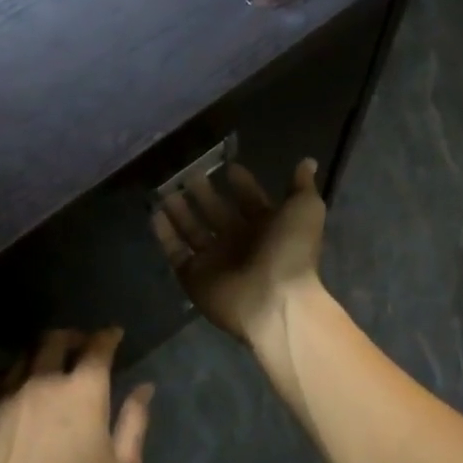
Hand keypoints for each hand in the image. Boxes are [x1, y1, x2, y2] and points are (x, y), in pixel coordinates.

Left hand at [0, 328, 153, 462]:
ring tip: (48, 360)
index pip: (96, 348)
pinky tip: (16, 387)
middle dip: (71, 335)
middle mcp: (43, 383)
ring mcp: (6, 398)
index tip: (113, 334)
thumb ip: (135, 422)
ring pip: (22, 357)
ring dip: (40, 351)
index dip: (107, 336)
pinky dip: (13, 374)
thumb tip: (144, 388)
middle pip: (54, 341)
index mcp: (82, 392)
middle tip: (80, 342)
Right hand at [152, 158, 326, 345]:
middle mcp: (240, 244)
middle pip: (218, 214)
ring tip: (168, 190)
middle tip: (189, 174)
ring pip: (194, 231)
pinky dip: (165, 235)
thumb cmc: (291, 251)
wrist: (273, 300)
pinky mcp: (194, 277)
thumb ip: (301, 186)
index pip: (251, 202)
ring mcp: (216, 262)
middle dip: (205, 195)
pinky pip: (176, 253)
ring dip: (181, 211)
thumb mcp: (305, 209)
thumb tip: (308, 162)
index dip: (242, 185)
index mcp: (268, 228)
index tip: (229, 167)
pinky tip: (155, 214)